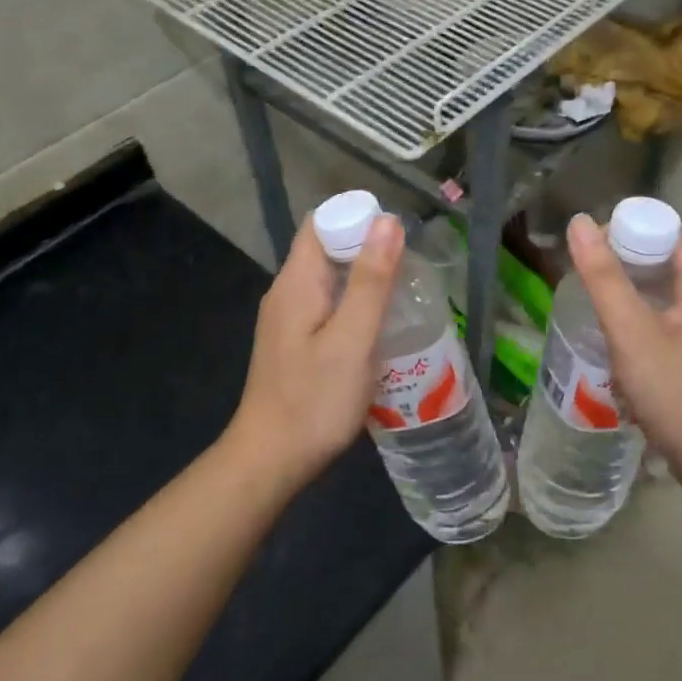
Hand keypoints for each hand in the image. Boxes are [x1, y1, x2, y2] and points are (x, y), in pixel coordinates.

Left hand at [226, 212, 404, 488]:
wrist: (271, 460)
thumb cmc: (315, 400)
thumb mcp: (352, 339)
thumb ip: (371, 280)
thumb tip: (387, 220)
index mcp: (296, 282)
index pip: (323, 223)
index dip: (359, 220)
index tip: (399, 239)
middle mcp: (287, 292)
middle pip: (327, 249)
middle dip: (368, 250)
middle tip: (410, 272)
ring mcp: (288, 320)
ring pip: (330, 280)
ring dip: (364, 281)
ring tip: (403, 298)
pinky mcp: (294, 343)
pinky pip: (327, 307)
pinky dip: (354, 307)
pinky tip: (378, 330)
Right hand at [566, 214, 681, 489]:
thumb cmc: (675, 392)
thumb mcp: (632, 332)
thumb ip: (604, 278)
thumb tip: (579, 223)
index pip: (663, 232)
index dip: (624, 231)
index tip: (584, 247)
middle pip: (658, 261)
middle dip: (617, 262)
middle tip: (576, 273)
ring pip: (655, 294)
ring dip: (621, 292)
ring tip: (584, 300)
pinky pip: (656, 321)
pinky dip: (631, 320)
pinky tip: (606, 334)